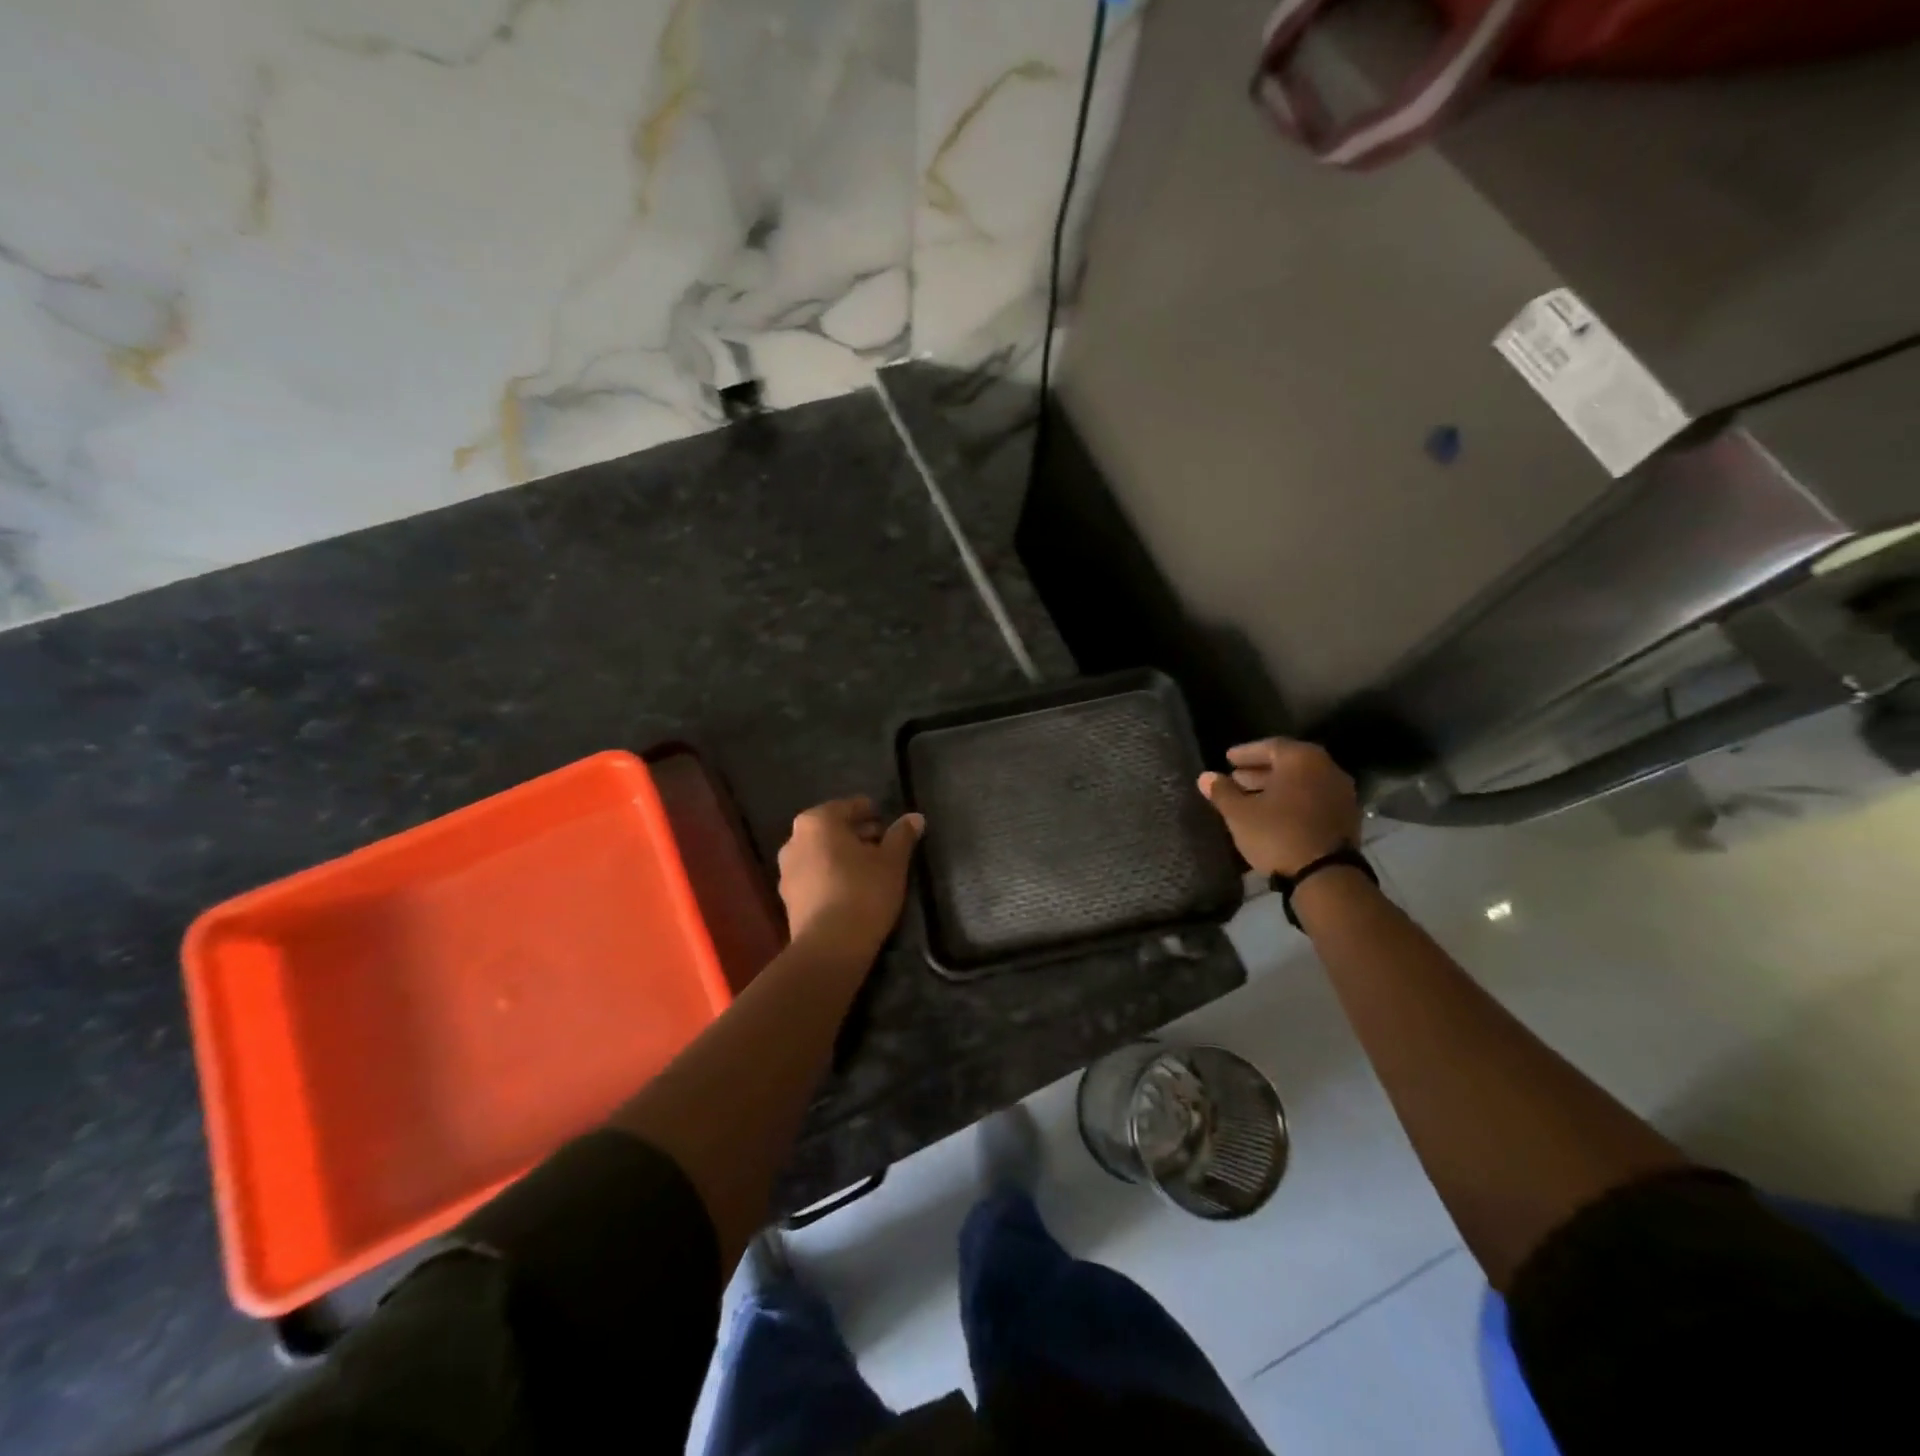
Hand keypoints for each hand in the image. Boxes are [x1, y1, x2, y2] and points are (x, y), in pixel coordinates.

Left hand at [777, 797, 923, 961]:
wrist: (830, 946)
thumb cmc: (863, 891)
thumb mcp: (892, 861)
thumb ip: (902, 835)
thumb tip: (915, 817)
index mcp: (817, 821)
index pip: (850, 806)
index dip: (871, 812)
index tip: (888, 821)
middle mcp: (795, 840)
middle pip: (832, 828)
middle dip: (857, 834)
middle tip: (883, 844)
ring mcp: (786, 870)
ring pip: (821, 853)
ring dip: (844, 855)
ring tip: (870, 868)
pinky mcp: (788, 898)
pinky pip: (814, 875)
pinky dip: (831, 875)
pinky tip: (852, 889)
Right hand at [1198, 738, 1359, 877]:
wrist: (1326, 876)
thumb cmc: (1277, 835)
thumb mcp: (1240, 814)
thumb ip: (1222, 792)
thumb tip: (1205, 776)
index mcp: (1302, 759)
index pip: (1269, 746)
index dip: (1245, 753)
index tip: (1228, 759)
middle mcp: (1327, 769)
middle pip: (1288, 763)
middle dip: (1260, 771)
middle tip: (1236, 779)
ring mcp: (1341, 793)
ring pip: (1302, 782)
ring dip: (1276, 787)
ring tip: (1251, 798)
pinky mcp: (1347, 817)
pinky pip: (1314, 799)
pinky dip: (1293, 801)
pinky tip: (1274, 815)